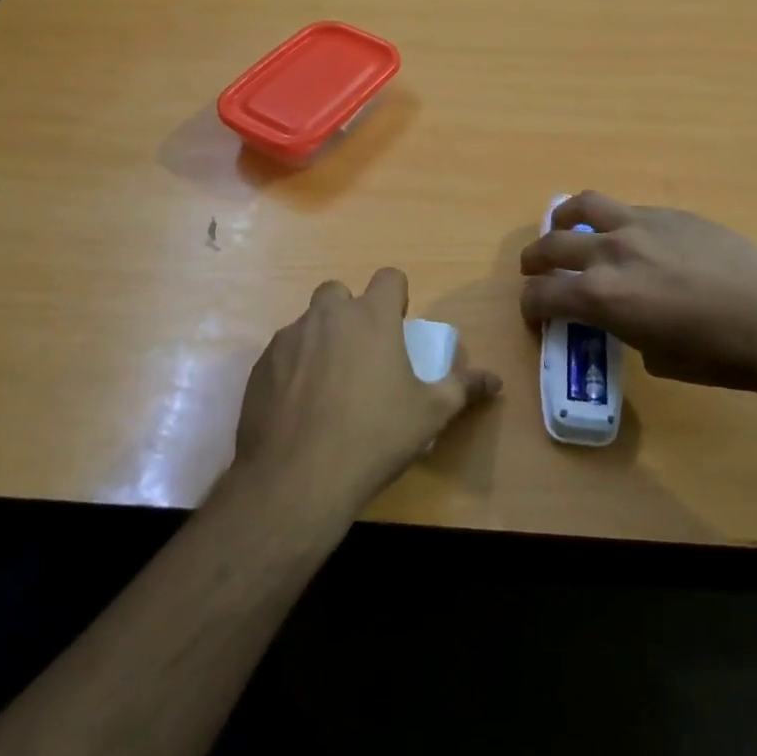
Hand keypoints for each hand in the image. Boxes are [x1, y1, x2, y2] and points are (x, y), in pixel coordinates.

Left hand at [229, 268, 499, 530]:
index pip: (388, 277)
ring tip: (330, 386)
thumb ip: (463, 388)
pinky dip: (293, 368)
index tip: (398, 325)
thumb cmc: (374, 437)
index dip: (396, 296)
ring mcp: (289, 338)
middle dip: (350, 312)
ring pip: (308, 323)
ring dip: (321, 341)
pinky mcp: (261, 365)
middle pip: (339, 292)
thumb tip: (495, 380)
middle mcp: (327, 316)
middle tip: (361, 353)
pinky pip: (282, 353)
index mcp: (371, 318)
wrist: (298, 478)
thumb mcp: (430, 414)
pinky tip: (300, 407)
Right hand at [520, 192, 756, 397]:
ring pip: (583, 206)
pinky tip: (628, 235)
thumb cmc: (716, 356)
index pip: (541, 295)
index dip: (530, 307)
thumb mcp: (654, 356)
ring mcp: (639, 225)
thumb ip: (624, 328)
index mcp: (600, 297)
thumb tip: (623, 316)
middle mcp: (609, 253)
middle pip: (550, 245)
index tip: (536, 315)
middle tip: (535, 271)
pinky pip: (626, 209)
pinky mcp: (669, 213)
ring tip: (564, 225)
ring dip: (563, 218)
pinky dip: (612, 221)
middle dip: (534, 261)